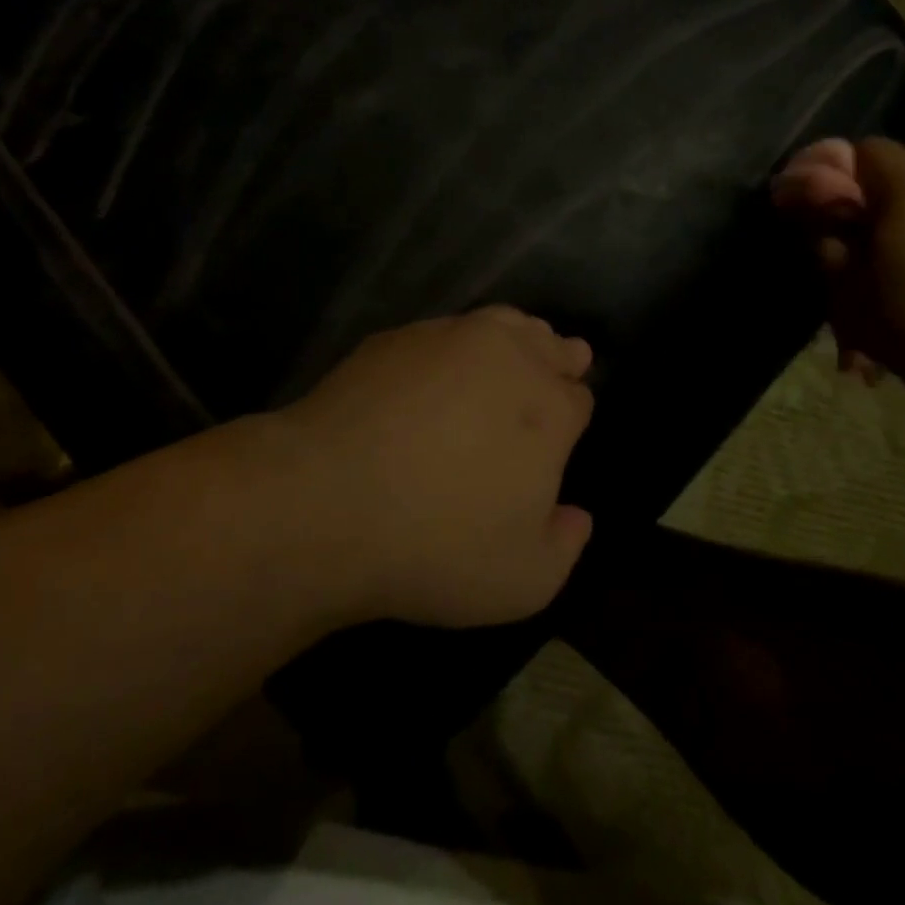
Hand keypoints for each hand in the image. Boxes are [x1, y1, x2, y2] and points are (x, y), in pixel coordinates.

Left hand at [269, 307, 595, 628]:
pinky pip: (443, 331)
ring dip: (514, 338)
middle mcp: (508, 358)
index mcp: (550, 410)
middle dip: (557, 359)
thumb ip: (564, 546)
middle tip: (552, 373)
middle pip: (549, 344)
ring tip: (506, 357)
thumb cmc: (436, 547)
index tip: (562, 429)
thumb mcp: (522, 582)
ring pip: (502, 323)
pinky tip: (436, 371)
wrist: (326, 502)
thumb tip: (577, 516)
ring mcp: (449, 338)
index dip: (572, 412)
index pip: (579, 397)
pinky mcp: (397, 337)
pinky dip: (454, 345)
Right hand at [771, 138, 904, 399]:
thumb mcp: (846, 285)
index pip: (867, 148)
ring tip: (885, 256)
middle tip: (848, 230)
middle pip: (902, 165)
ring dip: (902, 211)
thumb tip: (804, 204)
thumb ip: (823, 235)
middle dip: (869, 189)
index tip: (819, 203)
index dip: (837, 169)